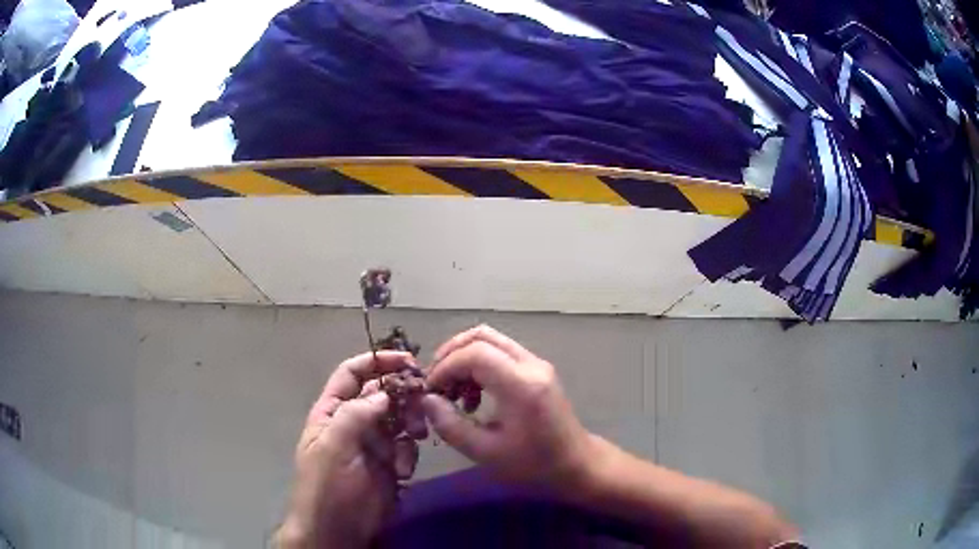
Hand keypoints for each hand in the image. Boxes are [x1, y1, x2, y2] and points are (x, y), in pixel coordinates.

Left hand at [276, 352, 420, 548]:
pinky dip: (409, 454)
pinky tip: (402, 471)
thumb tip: (384, 392)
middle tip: (423, 400)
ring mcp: (373, 443)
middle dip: (402, 394)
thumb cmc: (326, 486)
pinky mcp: (390, 464)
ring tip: (414, 437)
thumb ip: (355, 415)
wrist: (337, 529)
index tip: (407, 360)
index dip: (376, 362)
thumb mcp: (332, 447)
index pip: (352, 374)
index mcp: (332, 411)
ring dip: (410, 424)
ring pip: (399, 418)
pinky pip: (407, 446)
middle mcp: (353, 422)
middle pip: (382, 394)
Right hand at [421, 325, 594, 490]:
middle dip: (450, 354)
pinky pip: (500, 353)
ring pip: (490, 341)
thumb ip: (451, 425)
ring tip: (453, 394)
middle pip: (481, 336)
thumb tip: (427, 400)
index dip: (445, 367)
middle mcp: (531, 365)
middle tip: (436, 383)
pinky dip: (478, 365)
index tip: (430, 390)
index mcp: (521, 385)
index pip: (475, 353)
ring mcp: (537, 364)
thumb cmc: (533, 465)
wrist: (576, 464)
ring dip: (464, 359)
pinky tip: (473, 396)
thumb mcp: (485, 453)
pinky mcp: (537, 370)